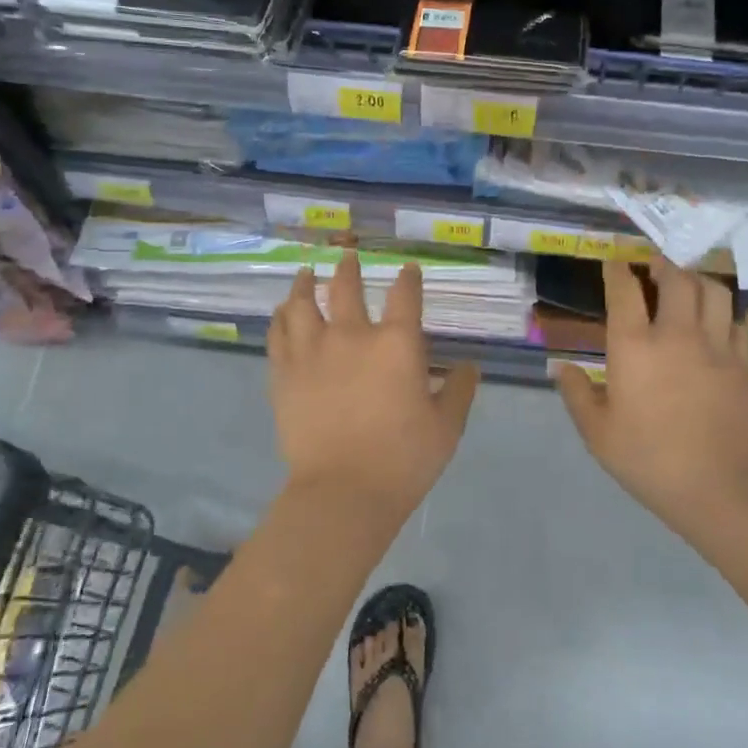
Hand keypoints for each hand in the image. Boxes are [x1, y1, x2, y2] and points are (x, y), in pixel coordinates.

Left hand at [268, 251, 479, 517]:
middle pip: (345, 288)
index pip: (405, 296)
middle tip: (347, 255)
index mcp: (396, 344)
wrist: (343, 492)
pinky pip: (278, 334)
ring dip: (305, 284)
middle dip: (348, 268)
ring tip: (305, 273)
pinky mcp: (284, 374)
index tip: (408, 270)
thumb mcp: (446, 426)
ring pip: (302, 303)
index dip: (408, 279)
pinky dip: (280, 317)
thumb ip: (459, 390)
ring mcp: (312, 352)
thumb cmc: (403, 459)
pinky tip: (281, 311)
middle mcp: (352, 336)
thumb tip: (469, 366)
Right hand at [557, 258, 747, 538]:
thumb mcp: (598, 434)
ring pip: (713, 290)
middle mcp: (677, 334)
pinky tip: (717, 320)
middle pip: (675, 277)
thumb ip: (577, 394)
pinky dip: (725, 311)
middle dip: (662, 263)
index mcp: (635, 347)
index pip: (624, 290)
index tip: (612, 261)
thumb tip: (561, 367)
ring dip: (696, 279)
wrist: (722, 487)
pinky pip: (737, 320)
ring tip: (686, 282)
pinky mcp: (743, 362)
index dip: (616, 269)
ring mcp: (716, 345)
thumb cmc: (650, 460)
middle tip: (652, 265)